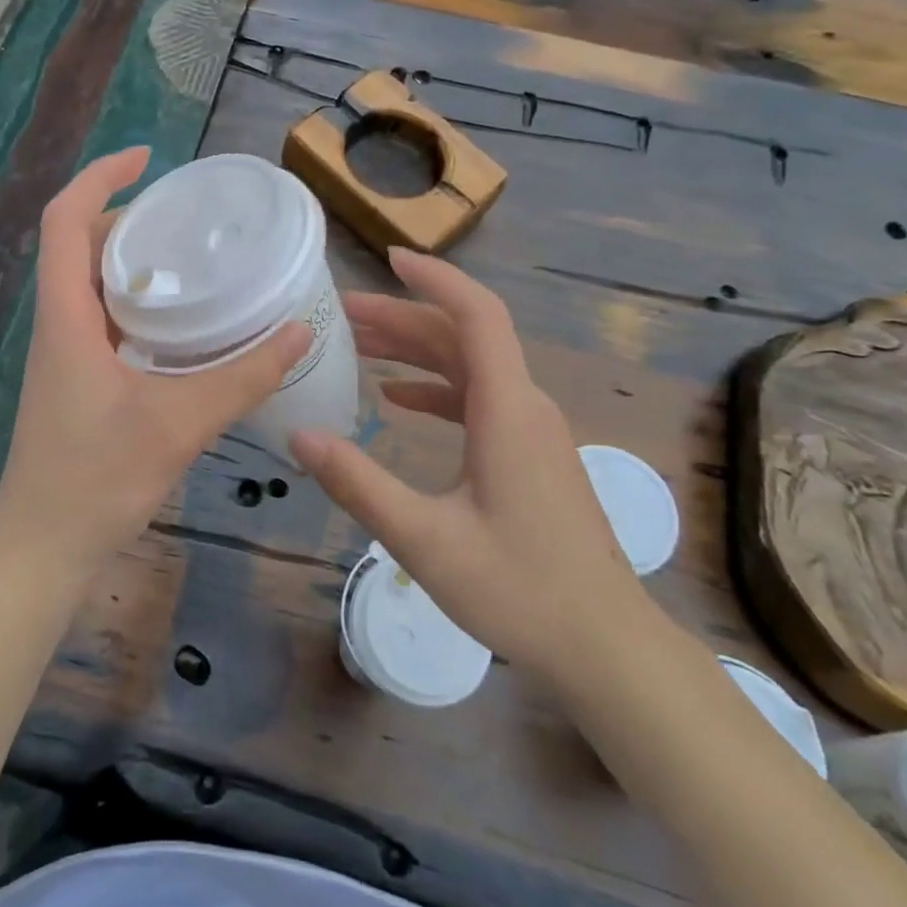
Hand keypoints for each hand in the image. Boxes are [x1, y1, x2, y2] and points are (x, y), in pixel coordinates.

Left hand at [0, 148, 309, 587]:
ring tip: (190, 256)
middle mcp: (57, 323)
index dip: (99, 177)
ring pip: (90, 282)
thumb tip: (301, 330)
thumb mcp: (179, 423)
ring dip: (132, 259)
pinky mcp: (75, 378)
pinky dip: (135, 300)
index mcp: (66, 316)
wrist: (42, 548)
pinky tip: (179, 322)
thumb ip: (243, 376)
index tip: (146, 158)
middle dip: (125, 214)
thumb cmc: (96, 479)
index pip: (64, 219)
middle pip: (78, 243)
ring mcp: (63, 353)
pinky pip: (101, 317)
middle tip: (186, 215)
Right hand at [290, 249, 652, 685]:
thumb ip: (358, 482)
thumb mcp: (424, 539)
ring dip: (416, 351)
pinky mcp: (530, 456)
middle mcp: (524, 405)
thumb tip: (299, 434)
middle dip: (402, 317)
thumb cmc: (520, 590)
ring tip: (358, 346)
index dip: (434, 279)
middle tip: (342, 313)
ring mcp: (531, 431)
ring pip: (470, 368)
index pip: (475, 314)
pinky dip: (436, 388)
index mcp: (506, 409)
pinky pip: (480, 399)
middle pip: (463, 337)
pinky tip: (399, 399)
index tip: (389, 258)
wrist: (607, 648)